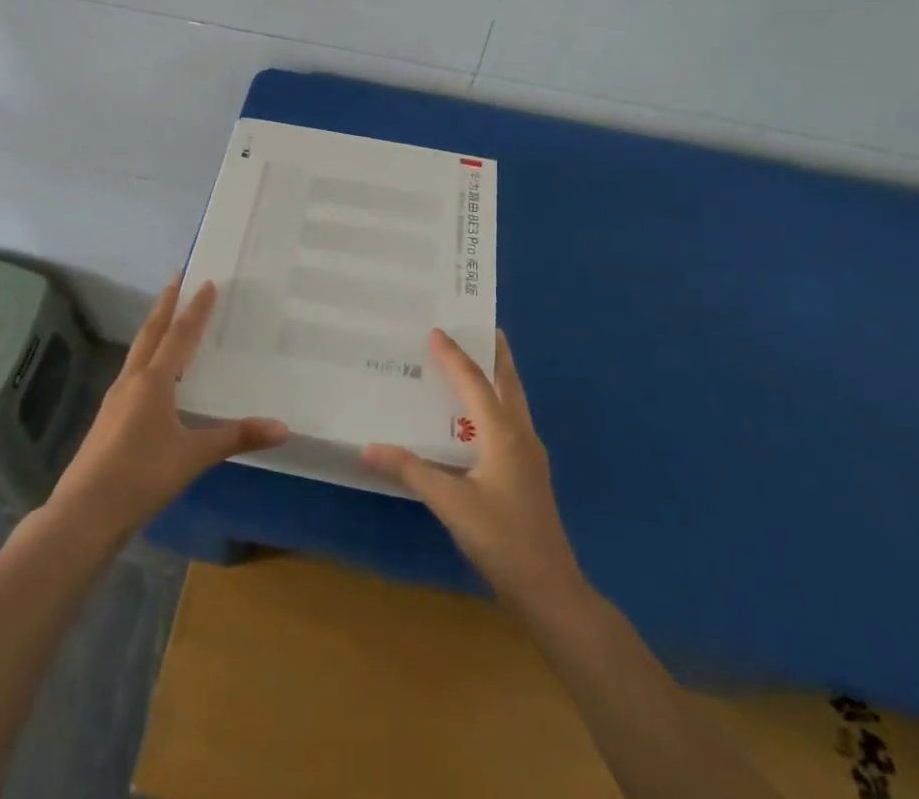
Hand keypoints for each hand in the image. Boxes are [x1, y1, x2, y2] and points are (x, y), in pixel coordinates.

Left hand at [49, 276, 287, 539]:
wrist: (83, 514)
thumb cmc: (141, 476)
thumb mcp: (193, 457)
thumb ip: (236, 438)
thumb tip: (283, 428)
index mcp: (153, 382)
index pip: (179, 335)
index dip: (194, 309)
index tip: (205, 281)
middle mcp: (132, 382)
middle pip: (151, 334)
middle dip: (165, 305)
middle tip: (175, 279)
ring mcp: (115, 400)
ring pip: (137, 353)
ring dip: (153, 331)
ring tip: (165, 320)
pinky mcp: (107, 421)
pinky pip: (132, 375)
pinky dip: (146, 360)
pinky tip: (151, 378)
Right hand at [363, 330, 585, 613]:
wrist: (550, 590)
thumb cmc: (502, 540)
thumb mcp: (451, 504)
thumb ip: (411, 471)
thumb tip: (367, 448)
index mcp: (503, 433)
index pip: (475, 382)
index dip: (454, 356)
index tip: (436, 330)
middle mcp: (521, 434)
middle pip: (507, 382)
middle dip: (495, 353)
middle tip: (478, 327)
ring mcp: (530, 455)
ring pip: (514, 401)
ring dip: (498, 377)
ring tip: (477, 361)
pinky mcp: (530, 473)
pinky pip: (512, 421)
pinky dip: (497, 402)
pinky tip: (480, 418)